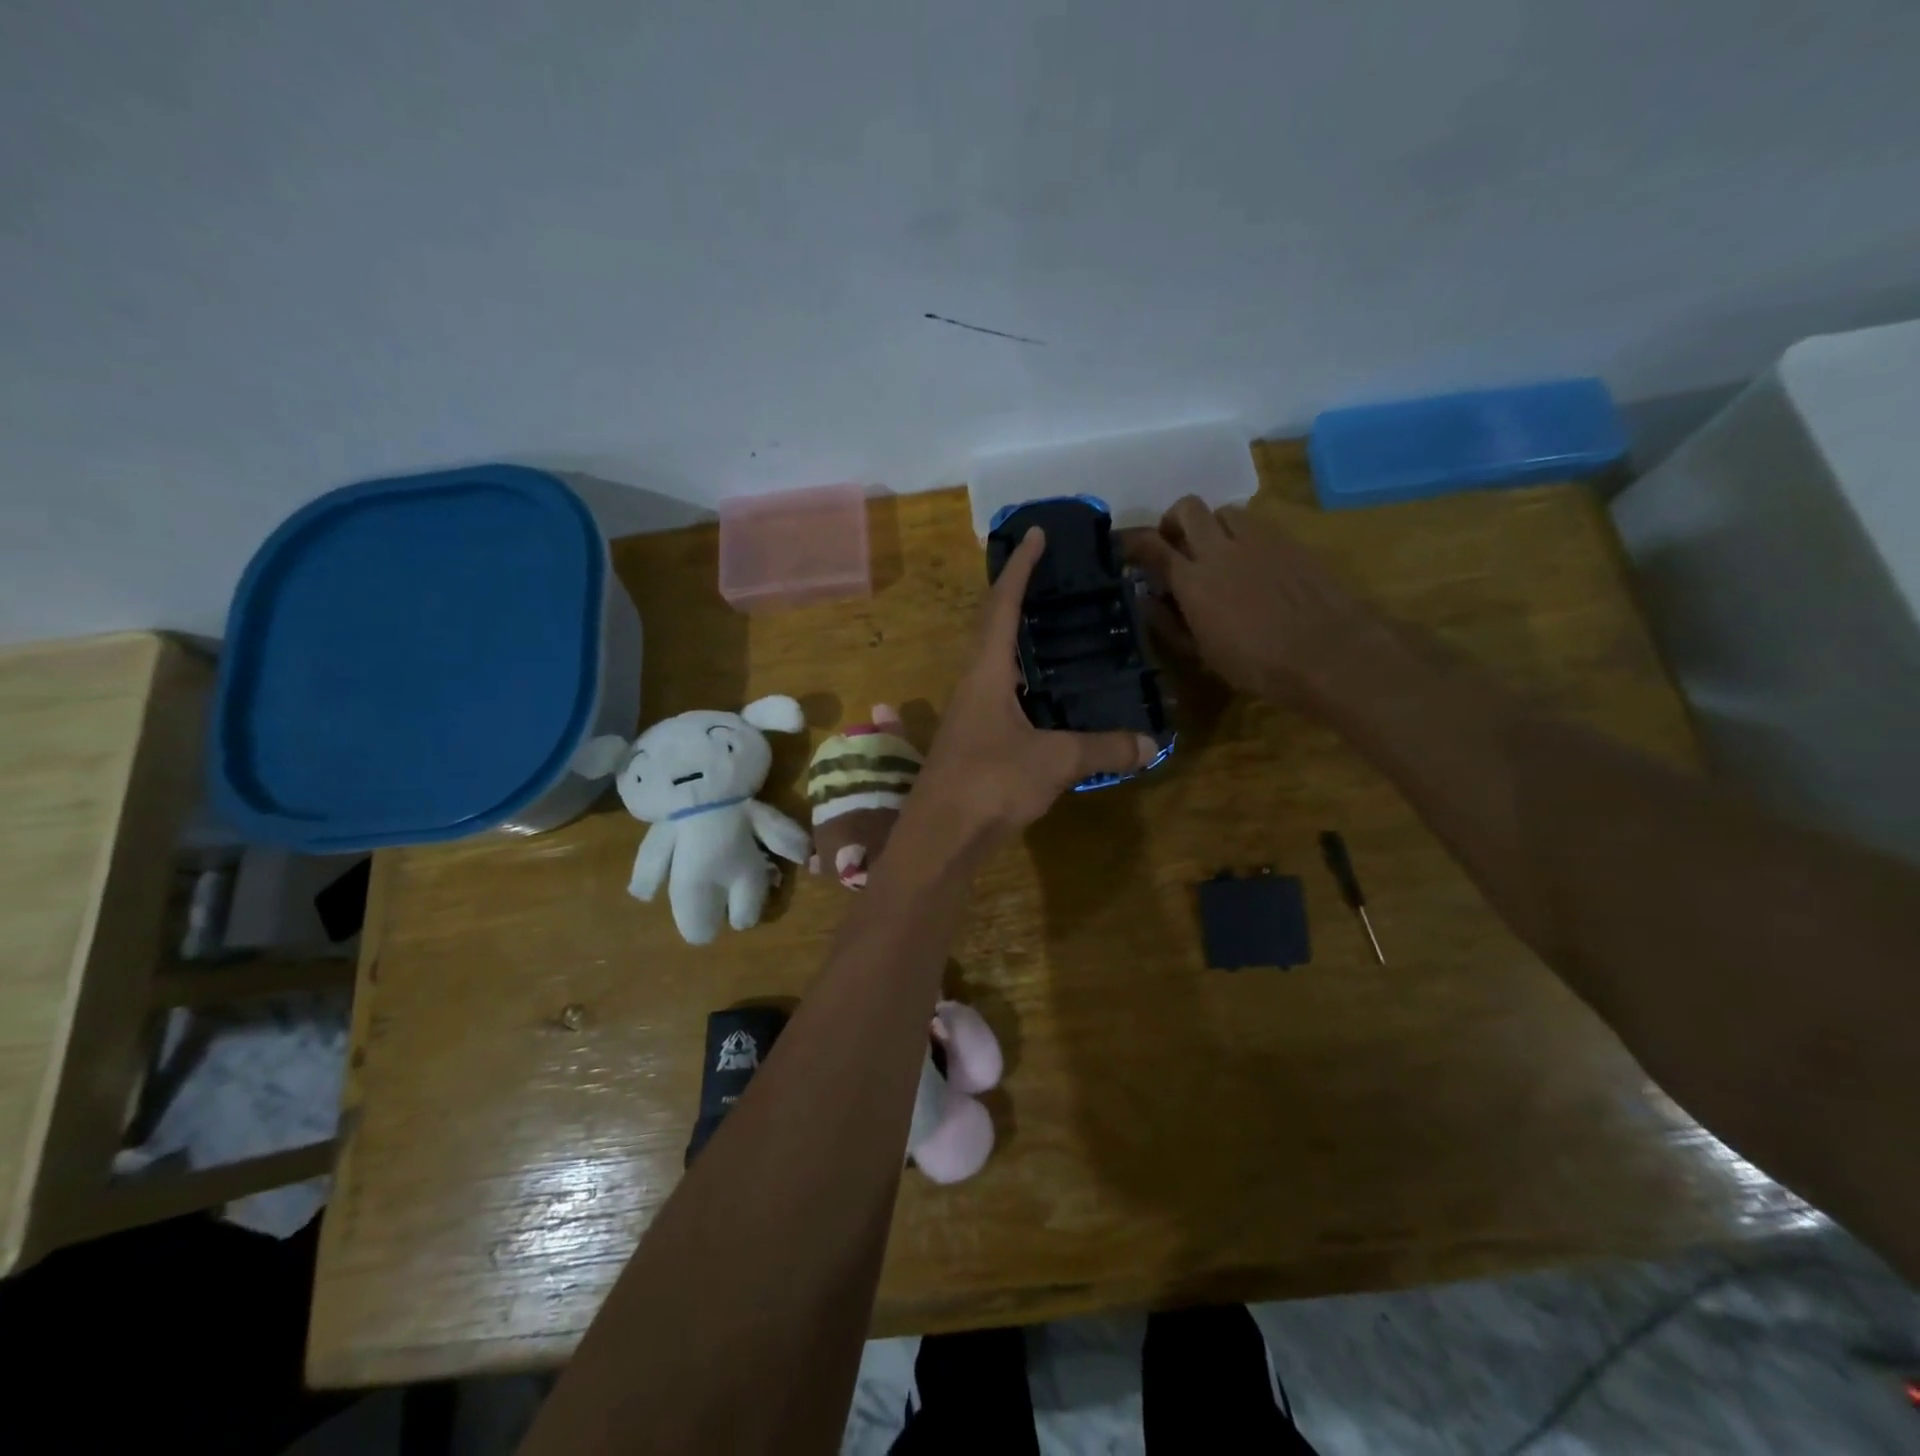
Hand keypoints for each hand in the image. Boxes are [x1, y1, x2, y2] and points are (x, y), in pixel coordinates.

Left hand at [914, 528, 1158, 845]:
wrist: (940, 838)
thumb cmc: (991, 784)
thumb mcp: (1054, 761)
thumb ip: (1102, 749)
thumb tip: (1151, 743)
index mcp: (986, 672)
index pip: (1002, 605)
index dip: (1020, 568)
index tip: (1036, 534)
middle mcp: (972, 684)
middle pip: (993, 627)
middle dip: (1019, 596)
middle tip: (1052, 578)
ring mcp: (969, 714)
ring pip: (994, 662)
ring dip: (1018, 639)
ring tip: (1054, 629)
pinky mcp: (973, 741)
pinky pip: (1001, 694)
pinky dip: (1024, 680)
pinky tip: (1046, 695)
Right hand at [1121, 497, 1366, 706]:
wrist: (1329, 653)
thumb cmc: (1257, 665)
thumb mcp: (1203, 653)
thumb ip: (1169, 622)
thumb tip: (1146, 600)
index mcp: (1193, 580)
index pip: (1151, 546)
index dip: (1133, 542)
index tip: (1126, 548)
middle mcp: (1221, 549)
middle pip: (1187, 508)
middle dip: (1173, 520)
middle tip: (1175, 544)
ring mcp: (1259, 540)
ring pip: (1224, 510)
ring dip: (1212, 525)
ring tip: (1217, 551)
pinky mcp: (1289, 540)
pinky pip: (1257, 523)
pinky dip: (1244, 535)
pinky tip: (1252, 562)